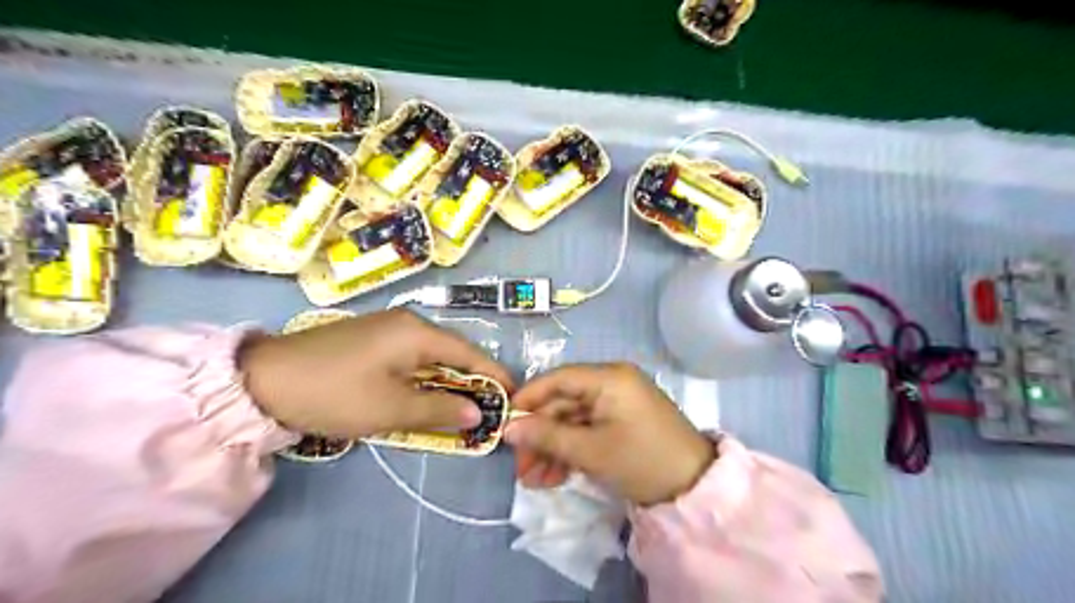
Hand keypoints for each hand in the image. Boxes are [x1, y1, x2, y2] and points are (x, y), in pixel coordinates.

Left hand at [240, 311, 516, 438]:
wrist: (263, 381)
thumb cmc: (335, 394)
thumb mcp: (391, 408)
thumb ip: (440, 408)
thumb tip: (477, 412)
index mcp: (417, 332)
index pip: (469, 353)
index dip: (493, 375)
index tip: (513, 396)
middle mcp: (407, 322)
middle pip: (451, 352)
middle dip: (471, 380)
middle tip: (487, 408)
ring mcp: (386, 327)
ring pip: (430, 355)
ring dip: (446, 380)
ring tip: (460, 406)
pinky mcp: (370, 338)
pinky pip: (410, 356)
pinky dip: (424, 376)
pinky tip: (423, 393)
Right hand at [505, 365, 710, 505]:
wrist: (695, 489)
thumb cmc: (643, 460)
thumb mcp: (591, 451)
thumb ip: (548, 437)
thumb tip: (508, 428)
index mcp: (609, 378)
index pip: (558, 378)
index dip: (529, 399)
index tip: (505, 424)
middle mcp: (611, 384)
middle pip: (563, 404)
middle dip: (540, 436)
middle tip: (519, 468)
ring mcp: (617, 405)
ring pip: (572, 422)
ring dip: (552, 449)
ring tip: (533, 482)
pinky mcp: (620, 425)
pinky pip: (587, 432)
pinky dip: (570, 452)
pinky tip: (553, 478)